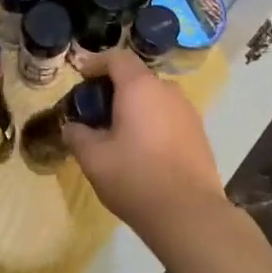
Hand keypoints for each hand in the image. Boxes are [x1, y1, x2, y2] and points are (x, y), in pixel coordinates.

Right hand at [64, 50, 228, 243]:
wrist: (189, 214)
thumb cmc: (135, 178)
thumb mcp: (94, 159)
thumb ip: (78, 136)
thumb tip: (71, 127)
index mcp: (140, 88)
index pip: (117, 58)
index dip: (96, 62)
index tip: (81, 76)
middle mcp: (168, 91)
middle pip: (138, 78)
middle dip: (115, 88)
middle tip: (96, 111)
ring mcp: (189, 111)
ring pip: (156, 98)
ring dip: (136, 106)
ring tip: (119, 133)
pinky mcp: (200, 133)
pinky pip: (170, 116)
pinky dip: (153, 122)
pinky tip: (143, 150)